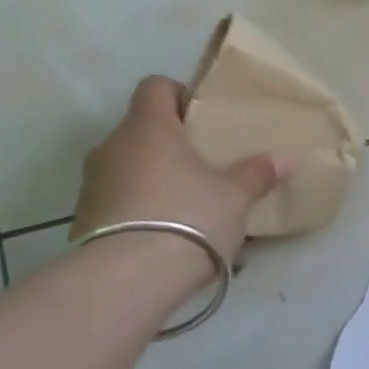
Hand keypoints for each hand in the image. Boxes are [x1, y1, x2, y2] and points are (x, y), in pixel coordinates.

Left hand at [70, 76, 289, 279]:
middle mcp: (112, 146)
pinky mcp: (83, 222)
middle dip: (169, 143)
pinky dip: (136, 210)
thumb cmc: (187, 217)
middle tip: (202, 164)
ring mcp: (92, 185)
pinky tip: (163, 236)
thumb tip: (285, 160)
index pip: (154, 86)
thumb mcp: (234, 196)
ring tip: (184, 206)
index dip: (178, 94)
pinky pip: (116, 203)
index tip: (202, 117)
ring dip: (151, 179)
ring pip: (126, 167)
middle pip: (140, 129)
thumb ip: (257, 174)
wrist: (125, 281)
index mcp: (148, 127)